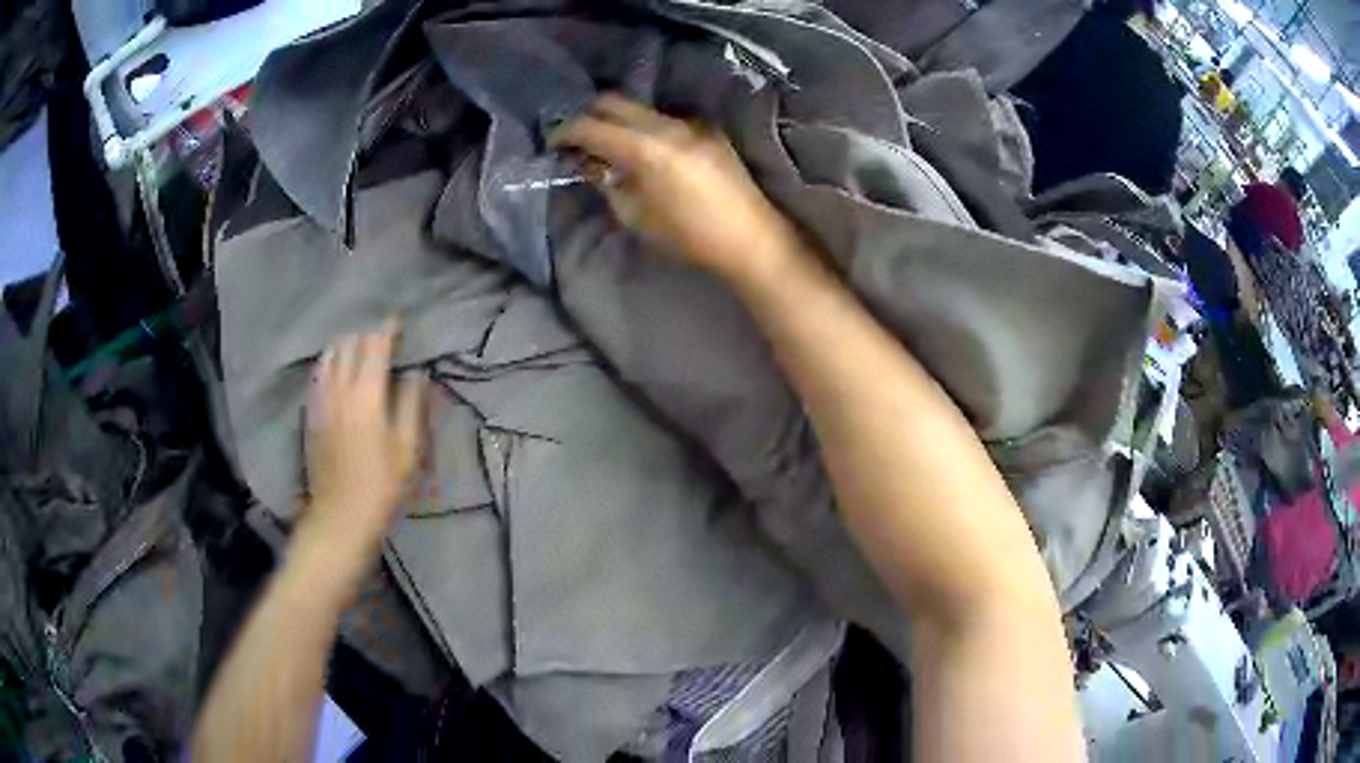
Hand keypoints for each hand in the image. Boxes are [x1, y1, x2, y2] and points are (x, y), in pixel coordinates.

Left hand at [301, 319, 425, 557]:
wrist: (341, 514)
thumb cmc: (382, 485)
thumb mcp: (408, 448)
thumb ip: (412, 405)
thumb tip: (415, 375)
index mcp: (367, 395)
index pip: (376, 345)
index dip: (388, 329)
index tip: (399, 321)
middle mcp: (340, 389)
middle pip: (350, 344)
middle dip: (367, 335)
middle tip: (383, 339)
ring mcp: (321, 399)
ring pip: (330, 355)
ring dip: (346, 345)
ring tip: (360, 350)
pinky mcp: (311, 412)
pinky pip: (318, 374)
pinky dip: (330, 363)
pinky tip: (337, 371)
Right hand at [550, 94, 799, 281]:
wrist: (751, 238)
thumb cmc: (689, 237)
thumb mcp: (635, 215)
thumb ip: (606, 182)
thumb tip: (588, 162)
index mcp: (646, 148)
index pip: (591, 126)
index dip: (565, 131)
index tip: (553, 143)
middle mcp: (667, 125)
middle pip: (613, 102)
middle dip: (588, 116)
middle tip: (576, 139)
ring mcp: (690, 123)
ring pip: (639, 108)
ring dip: (617, 120)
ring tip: (607, 146)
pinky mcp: (707, 129)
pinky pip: (663, 119)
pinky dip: (643, 127)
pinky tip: (642, 151)